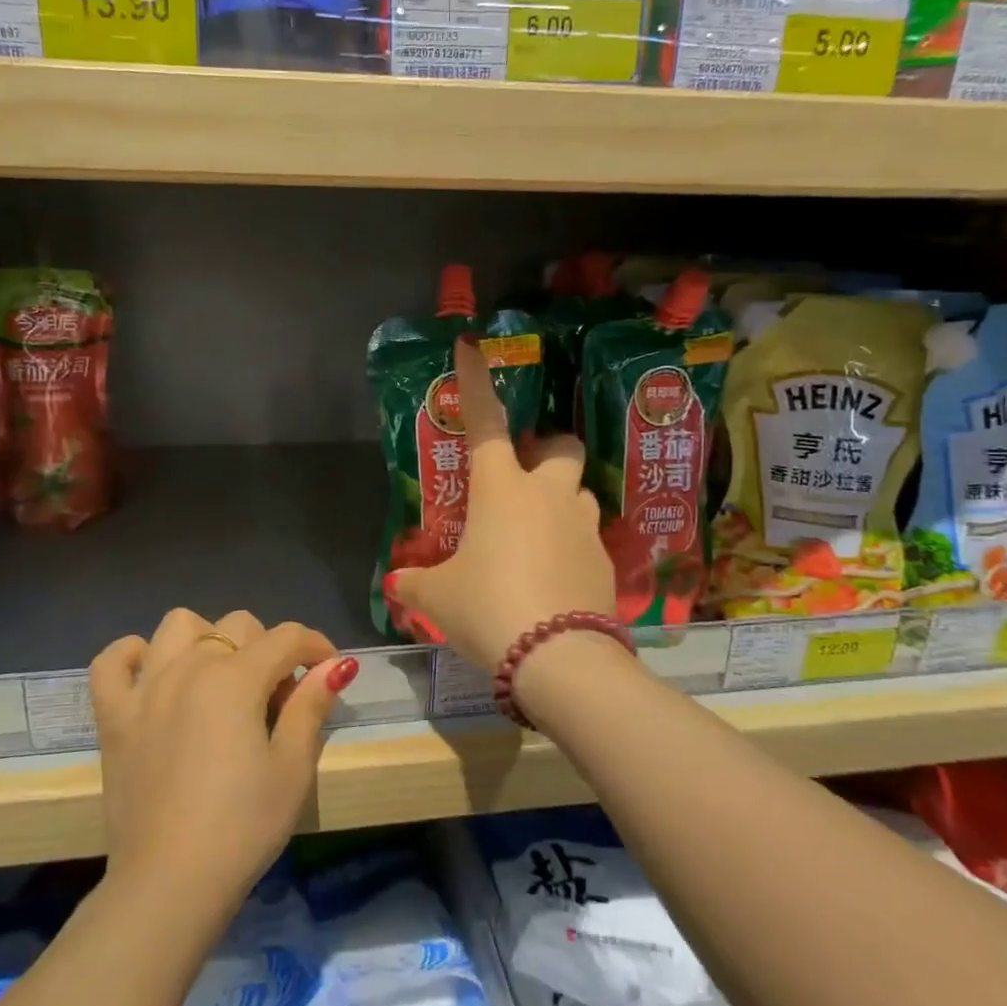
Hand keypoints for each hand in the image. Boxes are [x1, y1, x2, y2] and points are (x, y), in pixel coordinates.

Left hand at [89, 609, 356, 920]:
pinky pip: (112, 662)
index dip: (316, 646)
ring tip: (219, 679)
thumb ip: (311, 706)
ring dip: (207, 639)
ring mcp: (145, 689)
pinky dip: (131, 655)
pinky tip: (152, 673)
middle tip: (277, 697)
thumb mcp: (293, 768)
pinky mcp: (113, 717)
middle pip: (238, 626)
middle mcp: (188, 668)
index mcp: (235, 679)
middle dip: (268, 649)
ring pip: (178, 626)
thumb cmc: (242, 827)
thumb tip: (334, 665)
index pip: (287, 638)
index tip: (330, 670)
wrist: (169, 885)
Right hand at [390, 337, 616, 673]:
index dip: (477, 381)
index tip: (471, 346)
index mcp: (500, 488)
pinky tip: (554, 579)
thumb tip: (400, 582)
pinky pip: (587, 537)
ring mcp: (582, 525)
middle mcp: (547, 494)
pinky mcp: (606, 561)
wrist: (558, 658)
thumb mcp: (439, 597)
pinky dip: (570, 546)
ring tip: (534, 536)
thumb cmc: (488, 608)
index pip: (486, 420)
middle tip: (522, 477)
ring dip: (558, 500)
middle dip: (545, 449)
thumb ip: (416, 582)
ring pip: (577, 492)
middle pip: (560, 446)